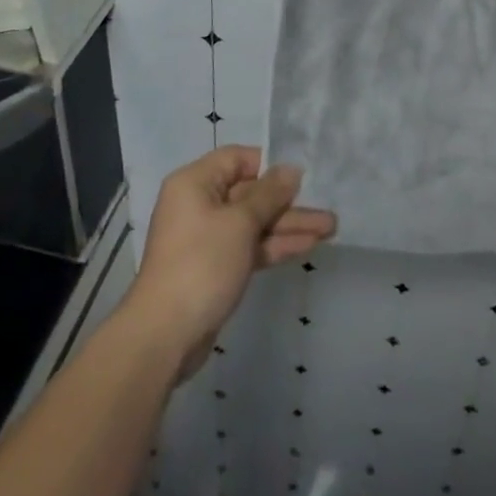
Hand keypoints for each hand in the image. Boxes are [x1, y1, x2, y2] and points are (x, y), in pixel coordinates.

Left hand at [123, 146, 336, 380]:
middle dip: (288, 202)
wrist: (165, 336)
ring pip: (254, 222)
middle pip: (250, 193)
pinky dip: (274, 245)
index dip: (270, 165)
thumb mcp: (240, 223)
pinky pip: (249, 246)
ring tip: (330, 229)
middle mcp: (199, 204)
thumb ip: (269, 194)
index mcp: (195, 183)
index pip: (238, 159)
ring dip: (288, 225)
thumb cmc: (201, 264)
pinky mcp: (216, 267)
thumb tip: (291, 169)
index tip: (301, 176)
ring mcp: (208, 238)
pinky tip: (308, 245)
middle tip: (326, 207)